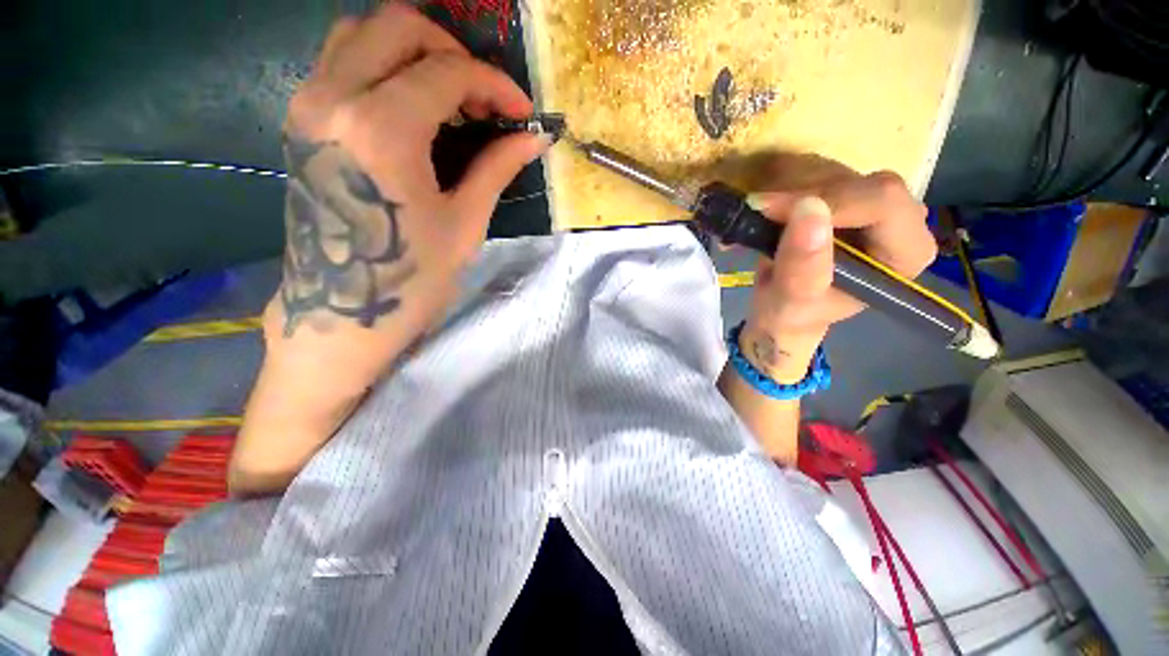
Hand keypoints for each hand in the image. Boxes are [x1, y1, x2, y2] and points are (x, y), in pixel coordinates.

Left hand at [274, 3, 546, 340]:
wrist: (342, 312)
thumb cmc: (412, 277)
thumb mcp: (464, 222)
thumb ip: (497, 167)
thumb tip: (535, 137)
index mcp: (382, 129)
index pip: (448, 71)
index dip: (495, 85)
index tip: (522, 112)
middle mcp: (334, 97)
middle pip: (397, 25)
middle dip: (452, 51)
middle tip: (483, 98)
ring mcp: (308, 104)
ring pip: (361, 32)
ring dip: (415, 53)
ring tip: (450, 99)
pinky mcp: (301, 119)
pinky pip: (342, 61)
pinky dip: (384, 66)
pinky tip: (414, 108)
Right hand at [740, 155, 935, 382]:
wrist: (780, 310)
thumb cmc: (792, 314)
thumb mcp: (792, 300)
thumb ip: (803, 264)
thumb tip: (809, 208)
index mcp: (906, 252)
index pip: (883, 202)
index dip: (829, 200)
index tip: (773, 211)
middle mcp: (901, 222)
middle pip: (859, 182)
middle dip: (803, 196)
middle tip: (759, 213)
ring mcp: (873, 206)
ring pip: (834, 173)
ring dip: (787, 192)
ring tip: (757, 220)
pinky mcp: (846, 197)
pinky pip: (818, 174)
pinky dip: (784, 190)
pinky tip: (765, 214)